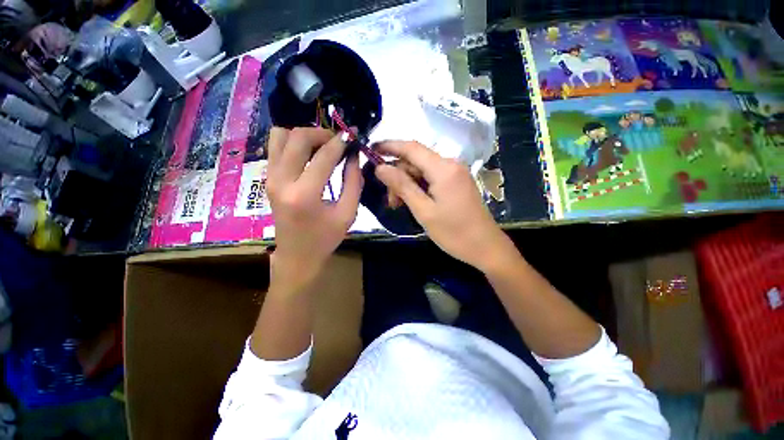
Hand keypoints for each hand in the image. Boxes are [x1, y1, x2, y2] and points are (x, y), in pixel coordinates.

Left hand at [267, 127, 361, 284]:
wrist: (297, 255)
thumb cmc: (325, 238)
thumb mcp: (348, 213)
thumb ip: (354, 182)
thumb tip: (354, 156)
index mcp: (304, 194)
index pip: (324, 156)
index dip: (341, 142)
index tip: (353, 136)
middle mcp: (281, 181)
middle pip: (298, 137)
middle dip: (322, 133)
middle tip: (338, 141)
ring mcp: (270, 178)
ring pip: (281, 136)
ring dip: (304, 135)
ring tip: (322, 147)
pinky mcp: (267, 179)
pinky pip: (276, 147)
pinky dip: (293, 143)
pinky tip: (308, 155)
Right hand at [374, 141, 516, 272]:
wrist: (486, 247)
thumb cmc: (454, 233)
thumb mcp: (423, 211)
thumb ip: (402, 186)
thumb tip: (381, 167)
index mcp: (443, 168)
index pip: (411, 148)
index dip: (389, 146)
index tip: (371, 149)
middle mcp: (450, 164)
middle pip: (416, 161)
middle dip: (398, 176)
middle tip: (390, 200)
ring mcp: (455, 173)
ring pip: (422, 170)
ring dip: (407, 184)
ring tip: (398, 204)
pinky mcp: (456, 183)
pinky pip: (432, 178)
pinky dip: (418, 187)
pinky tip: (412, 201)